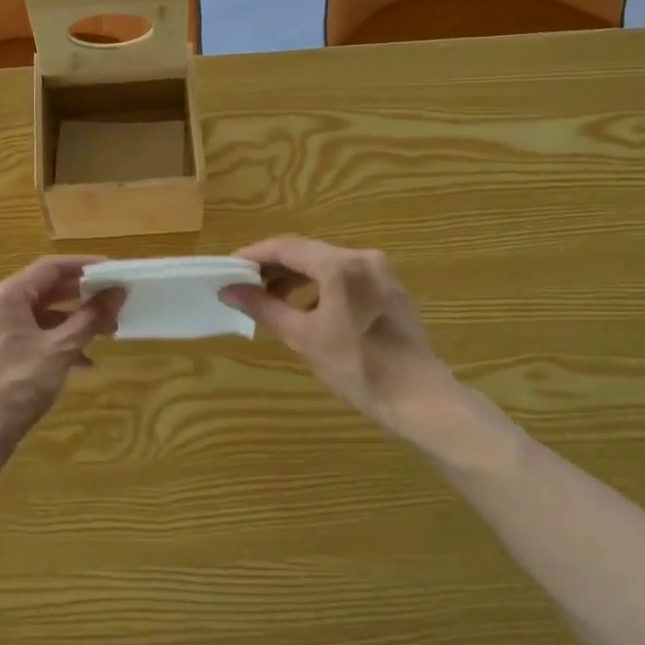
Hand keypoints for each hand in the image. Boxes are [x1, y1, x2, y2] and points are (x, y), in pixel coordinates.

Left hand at [0, 256, 121, 446]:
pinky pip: (36, 337)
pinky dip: (60, 343)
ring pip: (43, 316)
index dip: (85, 265)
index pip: (50, 267)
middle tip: (116, 303)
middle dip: (84, 297)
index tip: (115, 270)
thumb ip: (89, 319)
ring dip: (75, 322)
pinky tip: (85, 362)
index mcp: (7, 297)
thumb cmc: (15, 386)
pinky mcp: (0, 355)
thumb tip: (117, 292)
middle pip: (47, 290)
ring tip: (108, 333)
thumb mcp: (59, 350)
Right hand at [222, 238, 450, 433]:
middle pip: (306, 252)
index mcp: (339, 265)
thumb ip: (263, 307)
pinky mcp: (389, 290)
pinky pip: (345, 277)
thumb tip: (228, 290)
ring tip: (270, 300)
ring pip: (326, 264)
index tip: (227, 268)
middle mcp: (362, 258)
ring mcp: (380, 273)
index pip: (285, 247)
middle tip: (243, 285)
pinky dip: (319, 286)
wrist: (417, 397)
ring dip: (295, 277)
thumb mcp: (302, 336)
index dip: (253, 255)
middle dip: (273, 267)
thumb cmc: (356, 366)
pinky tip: (305, 309)